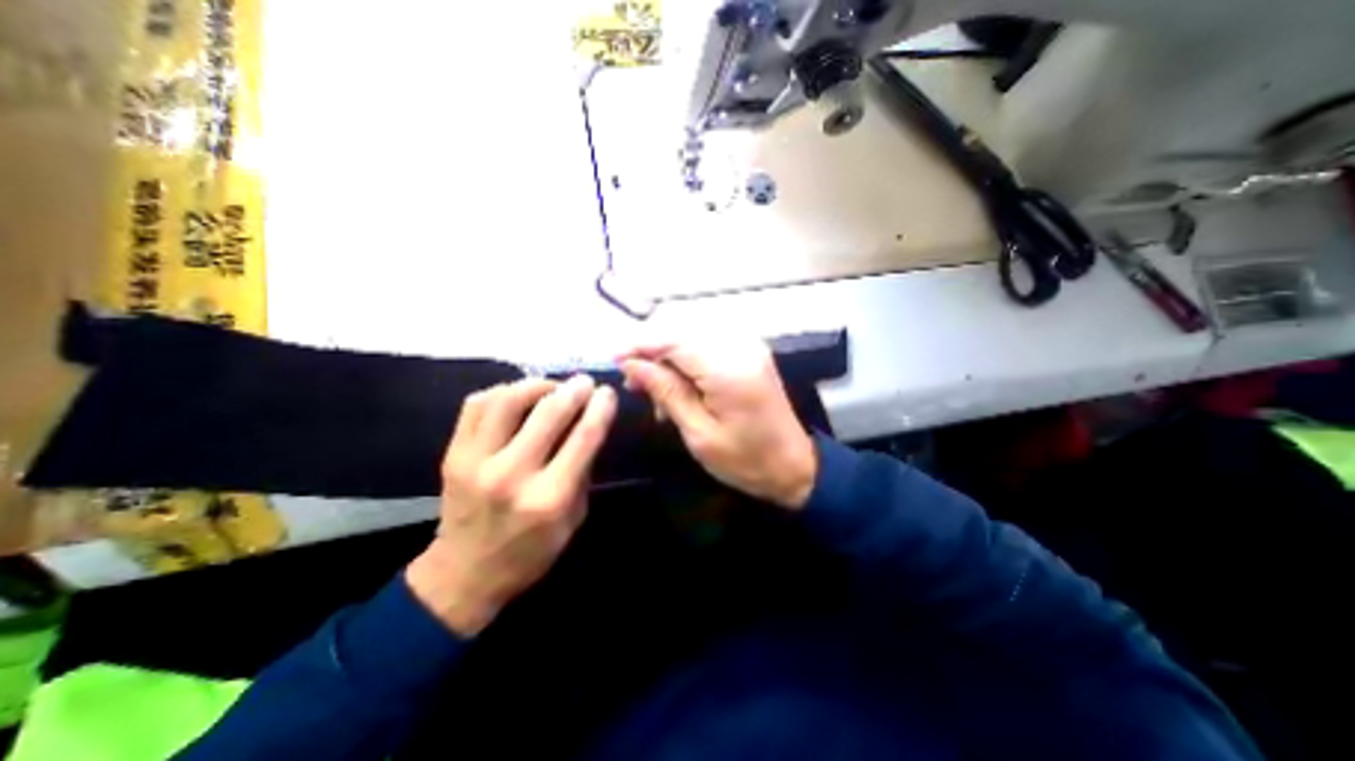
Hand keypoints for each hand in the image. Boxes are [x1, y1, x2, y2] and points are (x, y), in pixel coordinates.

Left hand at [400, 374, 614, 634]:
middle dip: (574, 390)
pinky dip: (501, 391)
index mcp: (549, 498)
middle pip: (548, 413)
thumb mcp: (573, 518)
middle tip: (584, 382)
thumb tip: (590, 425)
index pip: (583, 438)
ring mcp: (476, 462)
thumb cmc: (531, 551)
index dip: (600, 408)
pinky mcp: (452, 455)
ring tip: (551, 387)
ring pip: (508, 400)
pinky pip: (476, 404)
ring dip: (537, 385)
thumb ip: (583, 471)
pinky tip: (517, 397)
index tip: (607, 393)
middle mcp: (511, 475)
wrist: (464, 574)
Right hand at [622, 339, 813, 510]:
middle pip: (681, 332)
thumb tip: (632, 364)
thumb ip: (666, 391)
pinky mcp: (749, 352)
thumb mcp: (699, 432)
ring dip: (669, 359)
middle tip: (635, 383)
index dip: (640, 345)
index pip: (674, 340)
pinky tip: (679, 388)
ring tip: (656, 394)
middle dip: (653, 353)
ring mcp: (748, 345)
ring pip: (692, 337)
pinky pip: (707, 345)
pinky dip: (687, 362)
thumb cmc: (745, 460)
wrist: (793, 465)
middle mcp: (740, 346)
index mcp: (728, 368)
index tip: (615, 360)